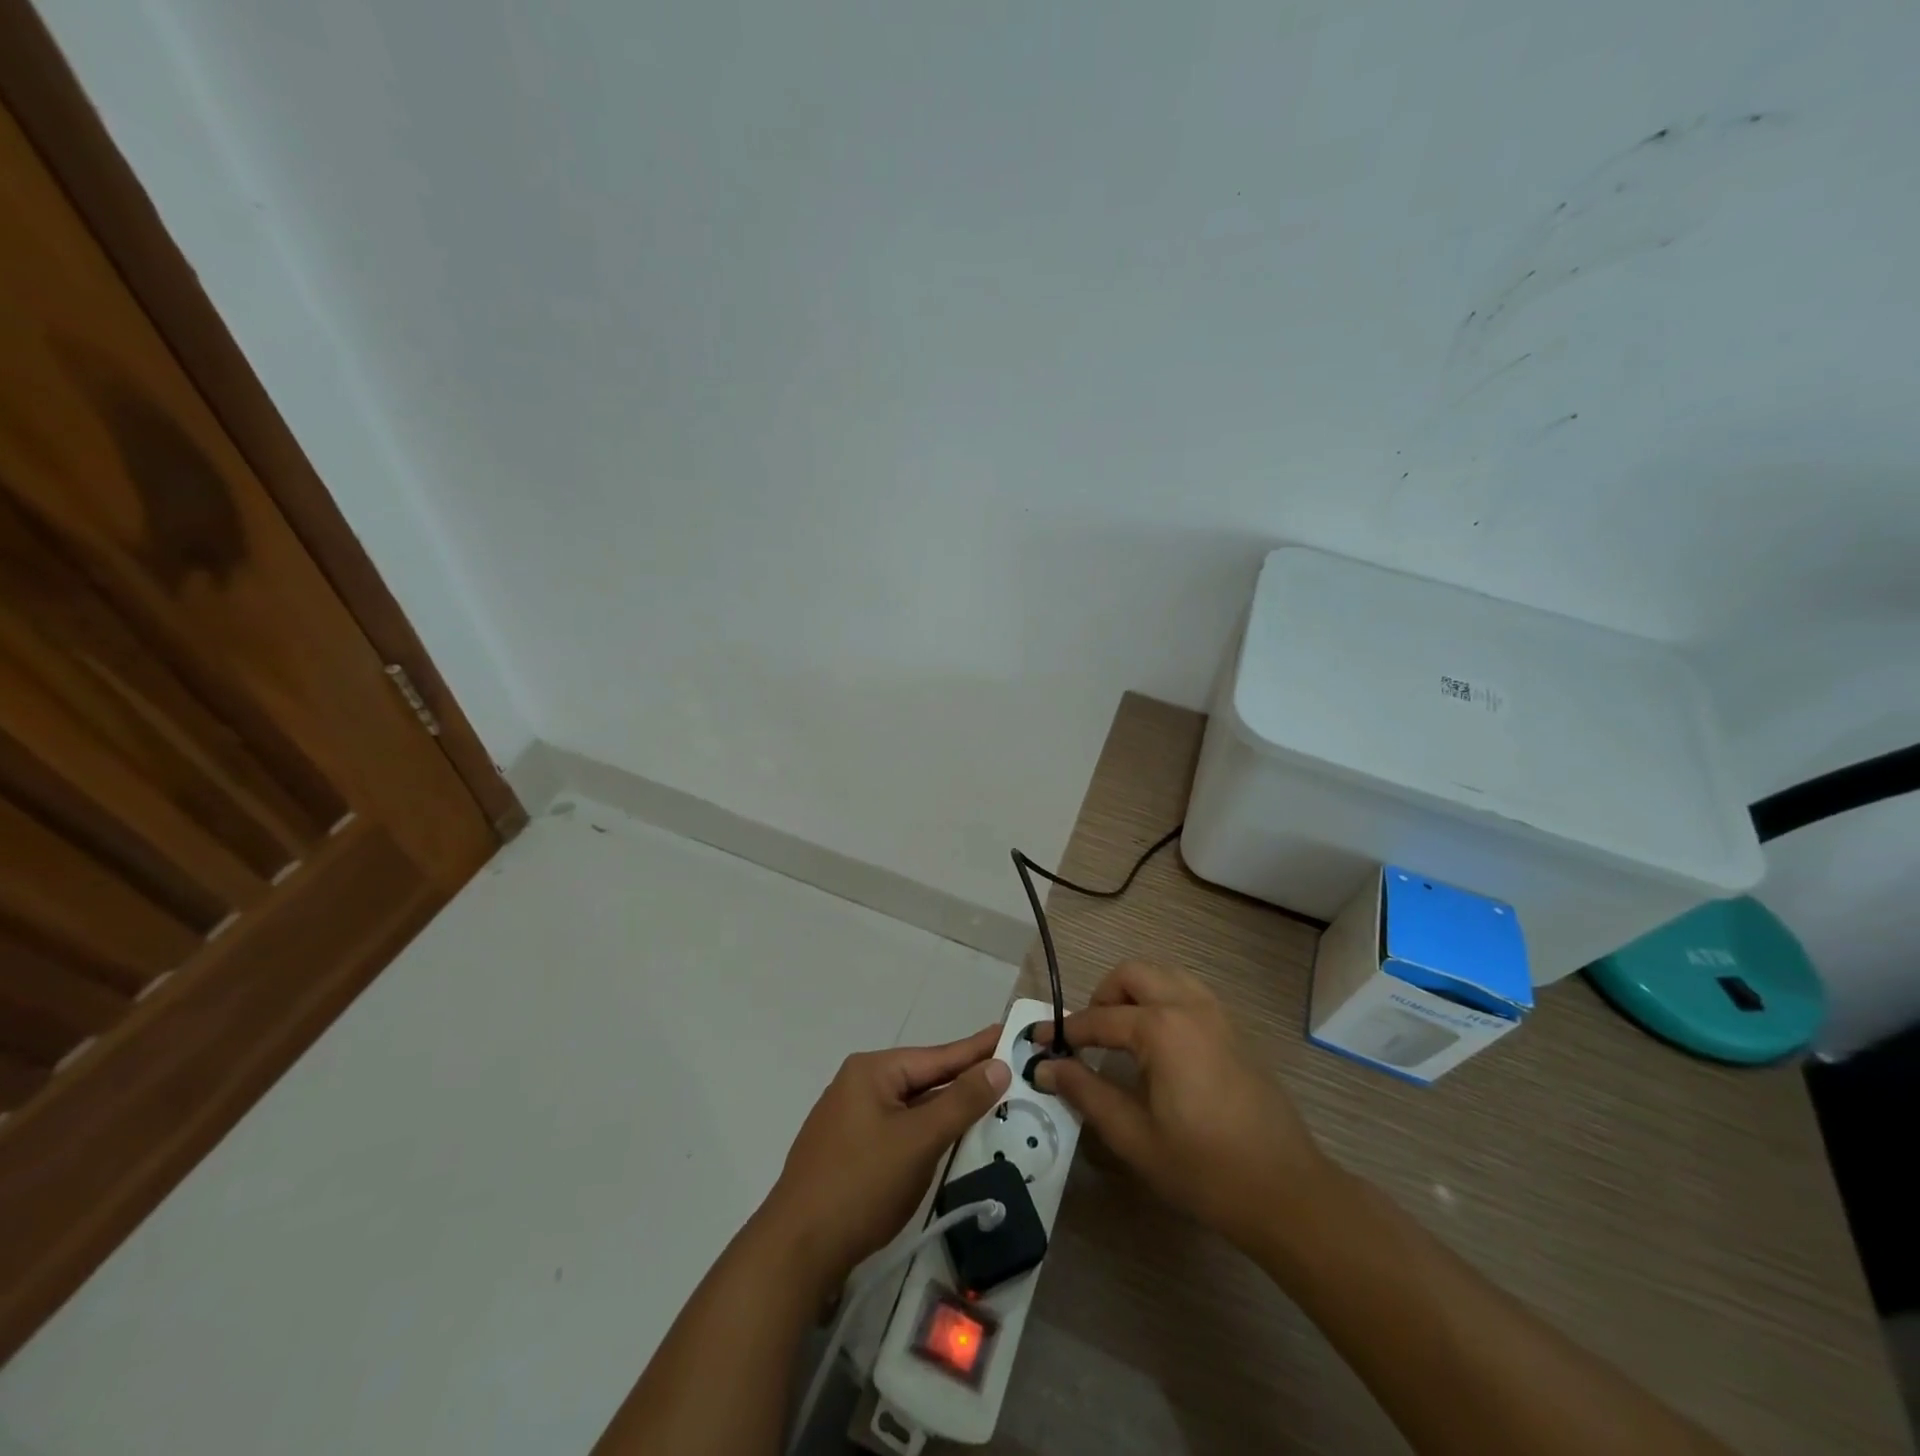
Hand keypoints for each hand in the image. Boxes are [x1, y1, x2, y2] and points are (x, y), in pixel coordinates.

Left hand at [761, 1026, 1011, 1298]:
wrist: (796, 1251)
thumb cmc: (861, 1184)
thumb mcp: (918, 1140)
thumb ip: (961, 1101)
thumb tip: (998, 1065)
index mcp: (872, 1072)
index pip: (937, 1056)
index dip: (977, 1048)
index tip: (1007, 1031)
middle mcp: (859, 1086)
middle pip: (923, 1079)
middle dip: (964, 1079)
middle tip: (1007, 1071)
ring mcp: (851, 1121)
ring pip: (912, 1108)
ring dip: (946, 1109)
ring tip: (986, 1101)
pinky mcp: (850, 1153)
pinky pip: (899, 1131)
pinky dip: (926, 1132)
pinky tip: (948, 1139)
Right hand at [1033, 961, 1331, 1253]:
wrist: (1286, 1192)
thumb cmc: (1204, 1168)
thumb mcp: (1134, 1136)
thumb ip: (1086, 1092)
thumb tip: (1046, 1066)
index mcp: (1161, 1028)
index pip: (1099, 1018)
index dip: (1065, 1030)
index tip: (1038, 1040)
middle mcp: (1189, 1006)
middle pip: (1133, 974)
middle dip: (1103, 995)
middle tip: (1087, 1034)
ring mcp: (1217, 1014)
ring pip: (1165, 975)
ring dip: (1135, 991)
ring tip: (1120, 1032)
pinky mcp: (1234, 1029)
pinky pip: (1189, 992)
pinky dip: (1163, 999)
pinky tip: (1158, 1042)